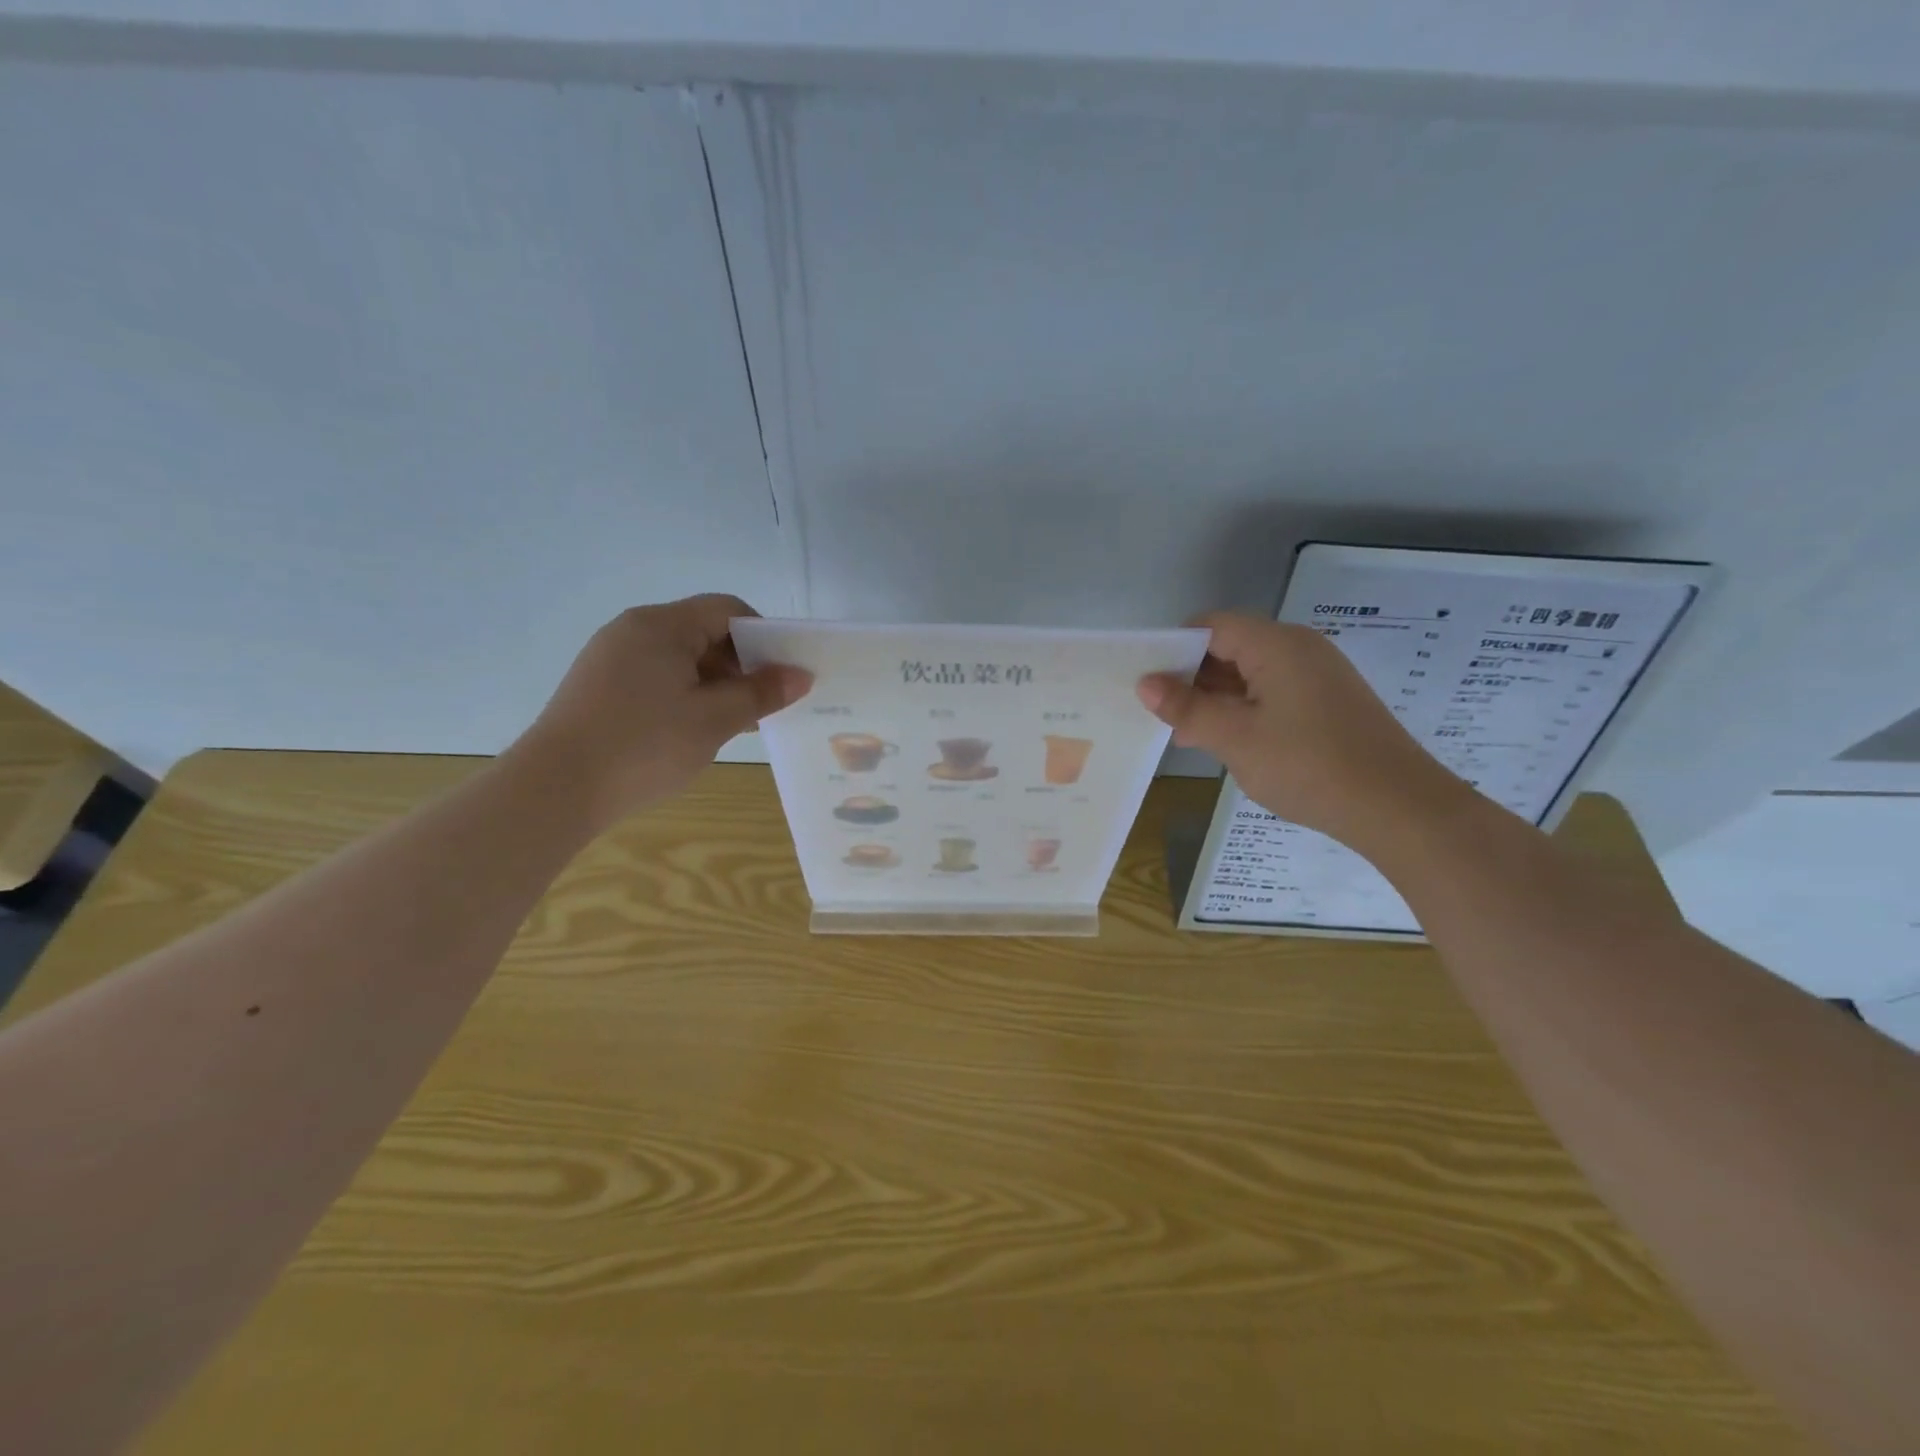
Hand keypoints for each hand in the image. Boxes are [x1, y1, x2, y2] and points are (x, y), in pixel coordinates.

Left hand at [506, 595, 811, 832]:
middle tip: (764, 705)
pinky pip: (656, 678)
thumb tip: (800, 675)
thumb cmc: (645, 745)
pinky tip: (695, 731)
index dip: (763, 636)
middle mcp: (633, 630)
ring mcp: (611, 659)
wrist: (556, 789)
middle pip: (703, 632)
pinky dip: (685, 695)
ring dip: (715, 684)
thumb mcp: (714, 719)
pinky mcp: (599, 687)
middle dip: (741, 665)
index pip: (727, 610)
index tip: (783, 674)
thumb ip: (761, 693)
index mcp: (661, 625)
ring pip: (680, 659)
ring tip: (736, 724)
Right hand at [1138, 612, 1467, 851]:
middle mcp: (1299, 648)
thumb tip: (1145, 683)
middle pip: (1230, 646)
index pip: (1210, 626)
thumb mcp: (1235, 738)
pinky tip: (1227, 741)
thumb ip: (1187, 708)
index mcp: (1276, 644)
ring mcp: (1317, 675)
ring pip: (1250, 672)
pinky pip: (1272, 692)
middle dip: (1192, 677)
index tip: (1147, 683)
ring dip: (1216, 698)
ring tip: (1187, 733)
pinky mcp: (1328, 701)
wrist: (1398, 807)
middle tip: (1161, 714)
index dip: (1174, 649)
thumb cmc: (1308, 766)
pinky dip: (1244, 709)